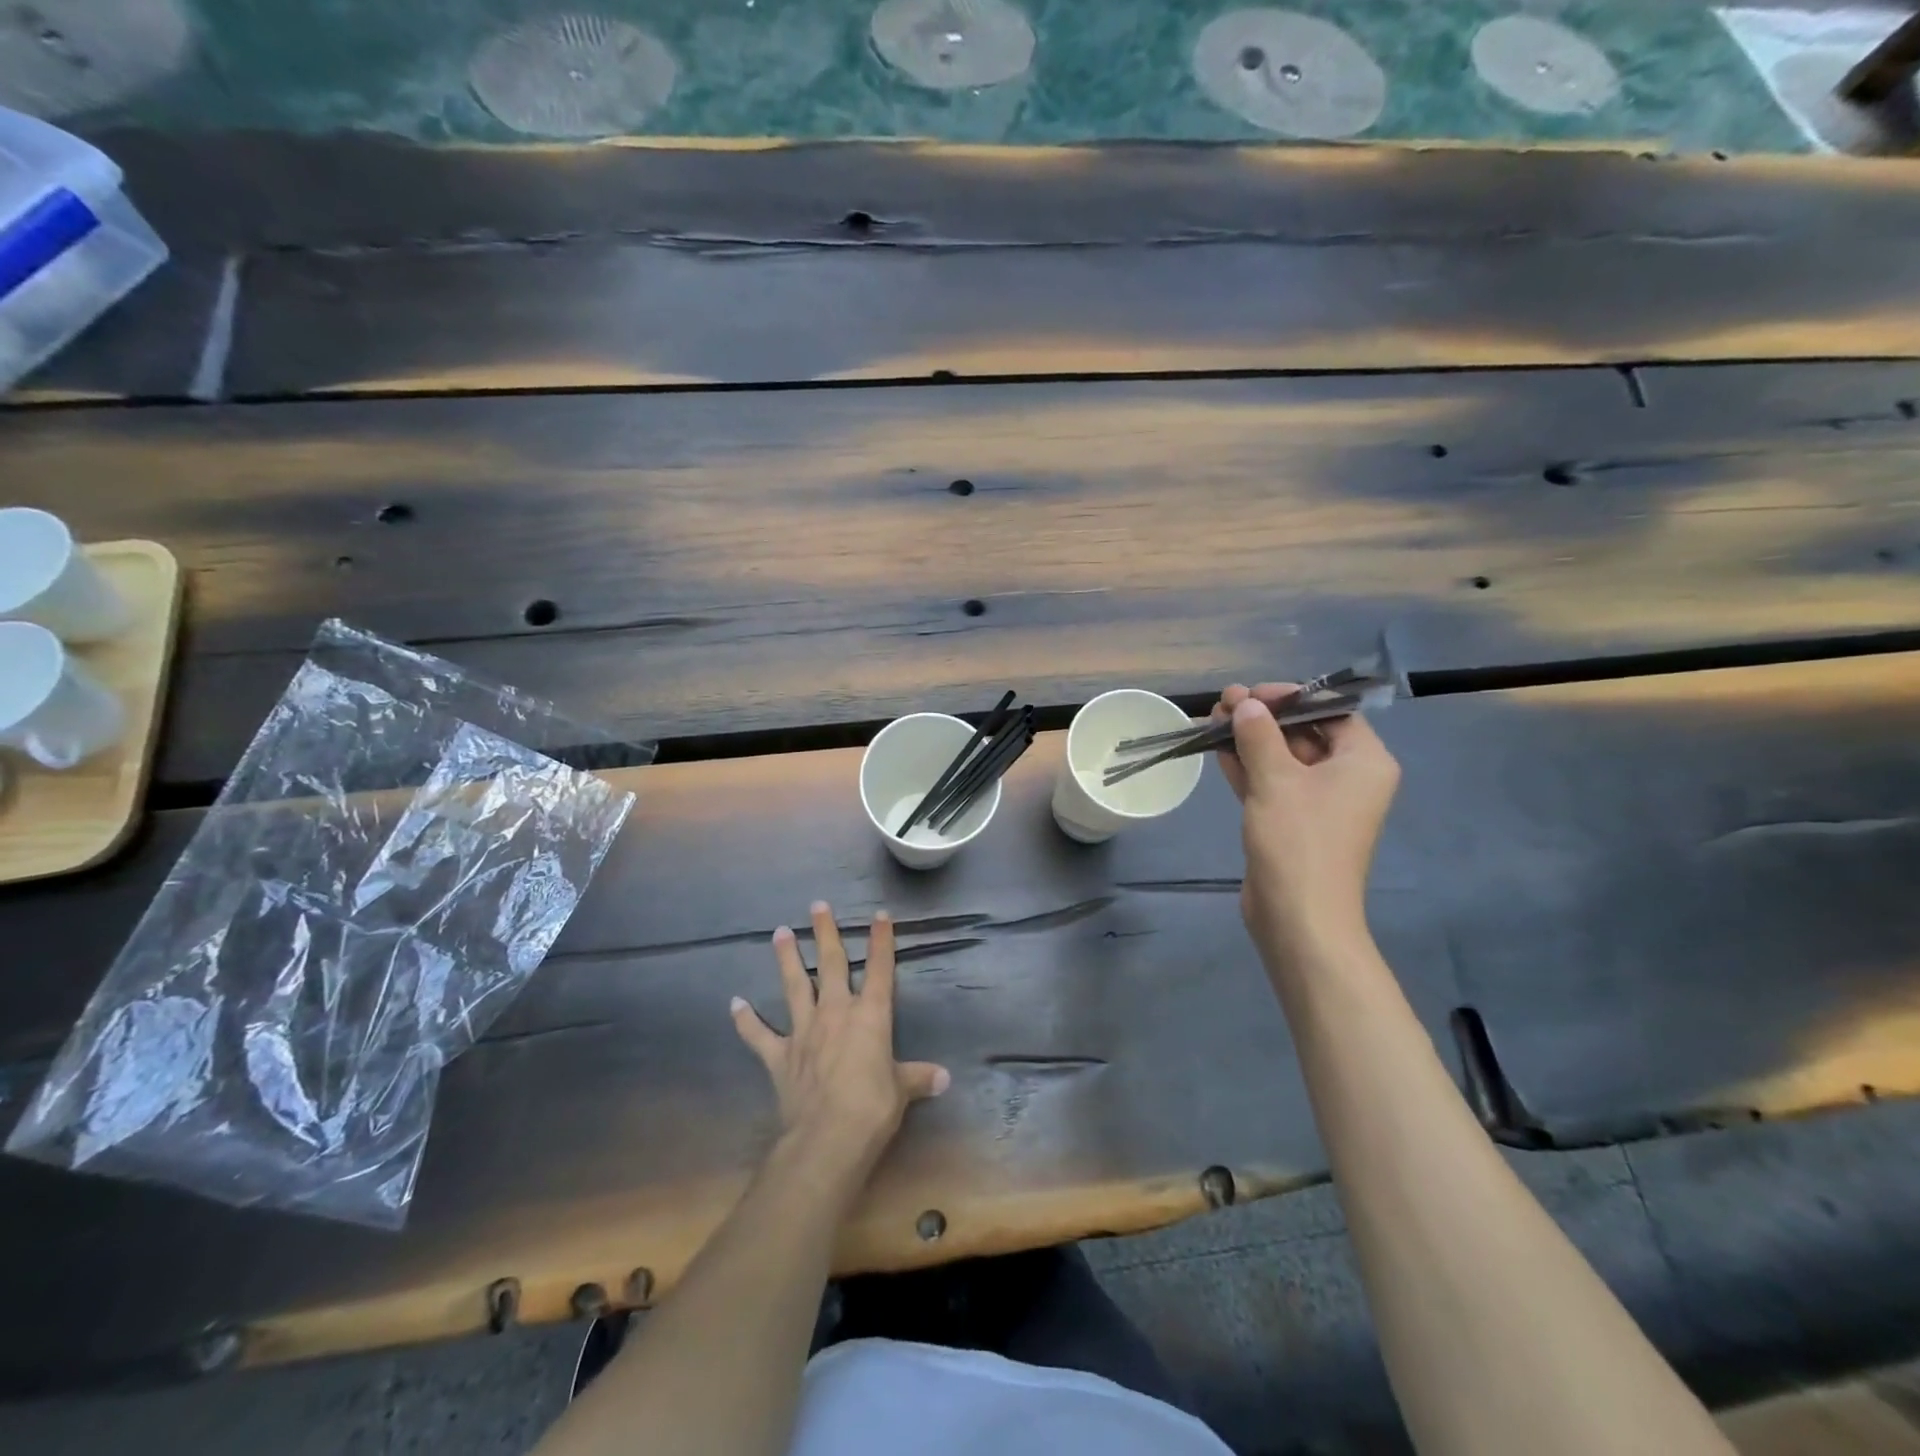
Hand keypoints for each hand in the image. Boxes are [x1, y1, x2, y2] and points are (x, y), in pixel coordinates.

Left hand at [731, 901, 949, 1183]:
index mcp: (870, 1015)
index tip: (879, 915)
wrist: (827, 1138)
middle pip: (830, 964)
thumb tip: (945, 1078)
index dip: (881, 941)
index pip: (879, 968)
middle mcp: (835, 1012)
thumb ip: (918, 1078)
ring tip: (780, 932)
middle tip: (817, 906)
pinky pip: (759, 1035)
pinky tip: (735, 1003)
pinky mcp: (780, 1056)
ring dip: (787, 959)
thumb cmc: (872, 1108)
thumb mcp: (902, 1091)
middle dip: (826, 933)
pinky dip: (746, 1020)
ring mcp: (804, 1031)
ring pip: (794, 985)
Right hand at [1215, 683, 1400, 953]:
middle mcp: (1347, 777)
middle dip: (1264, 717)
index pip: (1332, 710)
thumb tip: (1247, 704)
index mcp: (1363, 761)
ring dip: (1250, 739)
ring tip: (1212, 718)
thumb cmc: (1298, 841)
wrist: (1298, 917)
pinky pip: (1272, 782)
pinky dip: (1248, 766)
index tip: (1253, 694)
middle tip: (1224, 703)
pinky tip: (1217, 749)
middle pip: (1305, 732)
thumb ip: (1259, 736)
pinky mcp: (1293, 821)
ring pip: (1283, 758)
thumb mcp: (1276, 780)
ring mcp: (1319, 802)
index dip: (1292, 696)